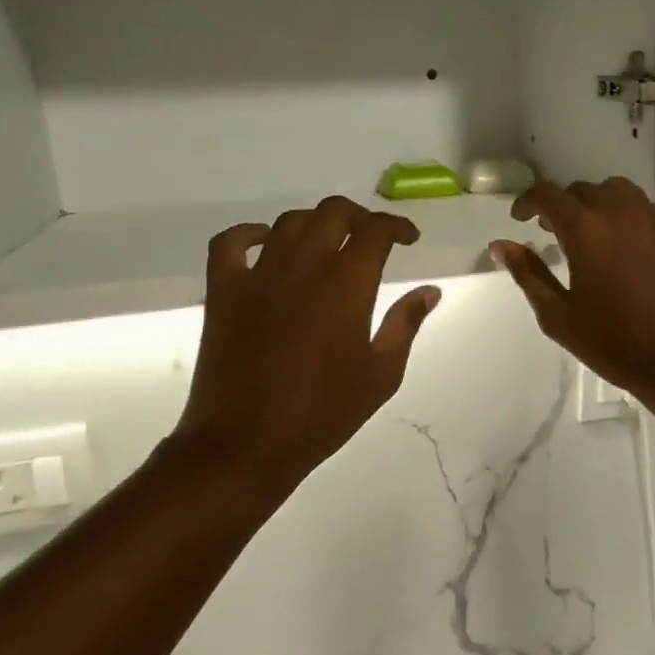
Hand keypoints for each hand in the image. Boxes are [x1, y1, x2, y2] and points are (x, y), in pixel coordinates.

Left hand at [171, 197, 440, 504]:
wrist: (248, 442)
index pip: (376, 230)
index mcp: (347, 284)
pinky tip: (264, 244)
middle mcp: (304, 266)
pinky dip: (249, 233)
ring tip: (326, 244)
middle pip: (333, 212)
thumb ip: (406, 324)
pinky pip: (231, 242)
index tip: (408, 238)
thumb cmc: (324, 412)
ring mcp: (259, 274)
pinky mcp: (224, 290)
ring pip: (289, 221)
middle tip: (369, 239)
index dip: (397, 226)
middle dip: (359, 217)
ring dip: (315, 223)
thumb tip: (430, 291)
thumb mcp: (382, 374)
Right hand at [492, 178, 654, 414]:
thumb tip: (501, 245)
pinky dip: (628, 217)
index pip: (547, 194)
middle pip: (583, 190)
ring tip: (592, 235)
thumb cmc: (614, 343)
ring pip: (618, 192)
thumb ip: (528, 274)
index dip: (527, 201)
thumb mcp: (558, 315)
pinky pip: (646, 209)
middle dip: (562, 206)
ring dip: (597, 205)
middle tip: (553, 233)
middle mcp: (621, 211)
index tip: (520, 218)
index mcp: (586, 229)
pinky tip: (627, 248)